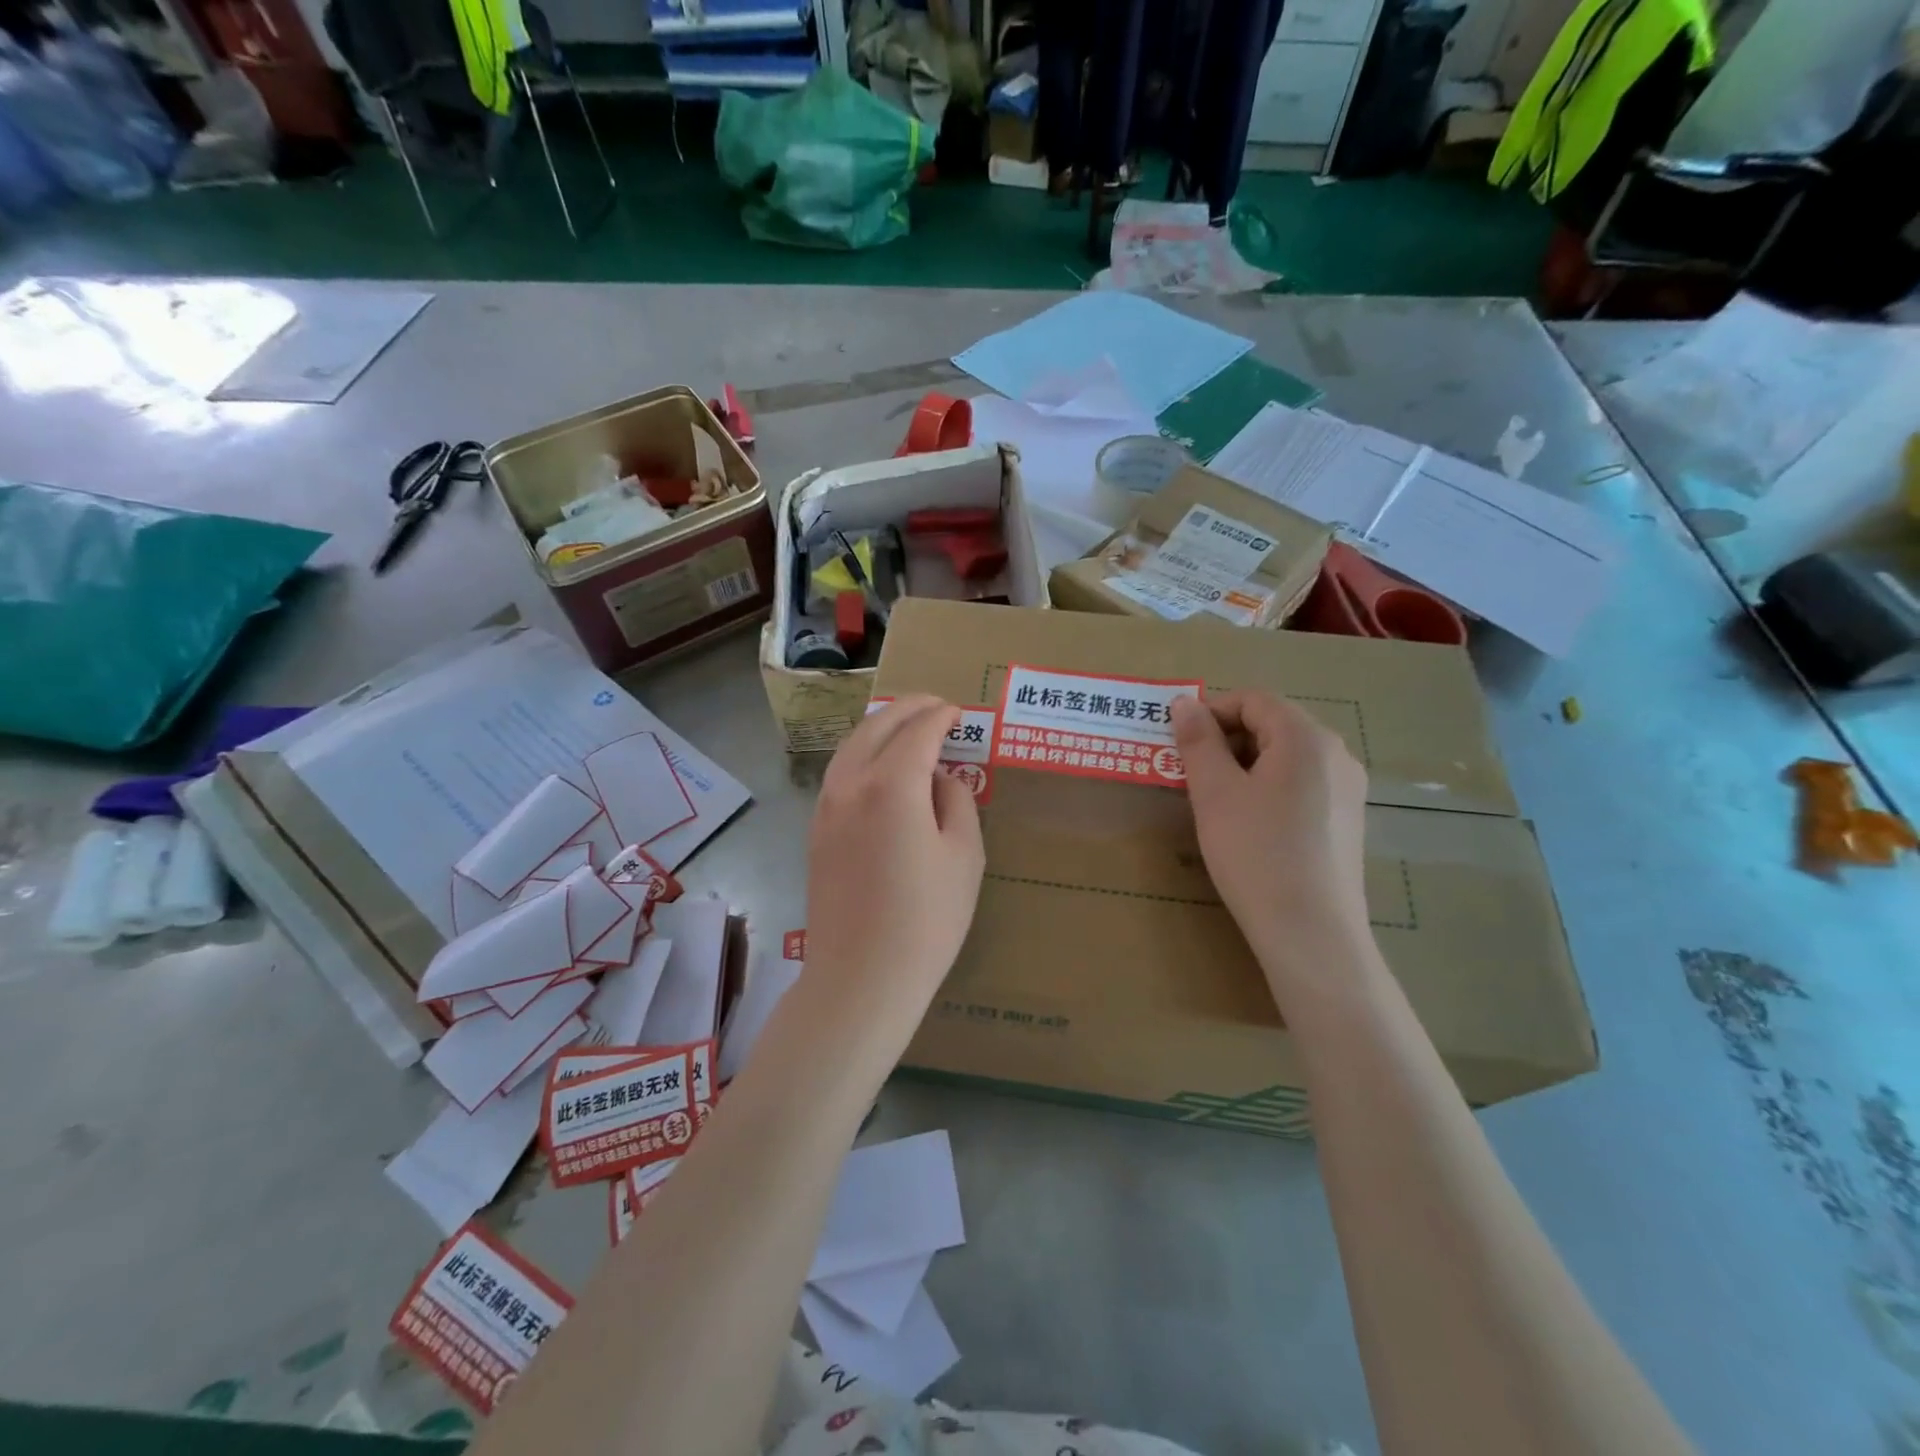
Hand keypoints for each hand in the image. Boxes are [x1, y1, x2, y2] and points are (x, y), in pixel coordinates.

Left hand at [804, 695, 984, 1039]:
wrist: (861, 978)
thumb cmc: (927, 919)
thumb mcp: (964, 855)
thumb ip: (956, 801)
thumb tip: (939, 778)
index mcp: (891, 784)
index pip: (918, 731)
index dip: (941, 715)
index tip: (958, 712)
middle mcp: (851, 784)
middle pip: (876, 727)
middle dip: (907, 709)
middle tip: (935, 706)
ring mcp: (826, 807)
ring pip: (851, 746)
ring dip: (880, 728)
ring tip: (907, 728)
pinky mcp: (816, 831)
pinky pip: (840, 774)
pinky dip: (863, 755)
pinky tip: (881, 768)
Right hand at [1171, 690, 1371, 997]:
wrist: (1310, 931)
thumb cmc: (1255, 853)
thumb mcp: (1215, 793)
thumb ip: (1198, 741)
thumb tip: (1184, 702)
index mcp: (1306, 737)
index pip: (1253, 700)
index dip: (1211, 712)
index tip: (1179, 742)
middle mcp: (1336, 753)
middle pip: (1273, 725)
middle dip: (1226, 740)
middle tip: (1190, 773)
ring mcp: (1348, 788)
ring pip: (1287, 756)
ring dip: (1245, 764)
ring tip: (1215, 800)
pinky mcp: (1347, 819)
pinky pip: (1302, 784)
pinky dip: (1268, 787)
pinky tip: (1249, 824)